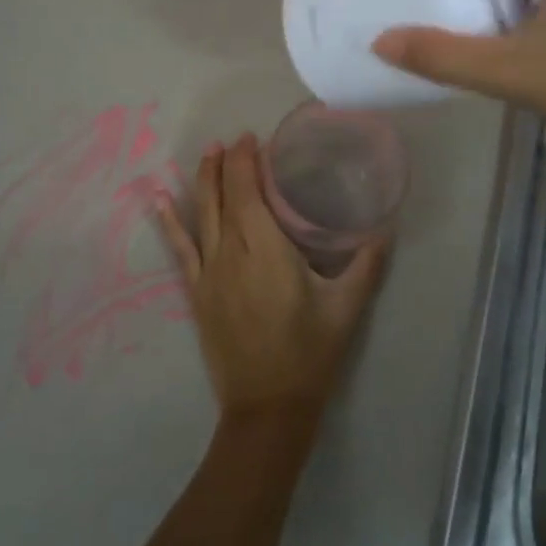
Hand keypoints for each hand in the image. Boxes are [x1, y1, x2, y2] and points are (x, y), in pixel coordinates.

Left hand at [154, 135, 389, 423]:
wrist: (267, 406)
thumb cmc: (310, 353)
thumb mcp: (347, 308)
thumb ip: (366, 264)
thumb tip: (386, 229)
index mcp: (267, 249)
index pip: (249, 191)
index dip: (246, 161)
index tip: (252, 139)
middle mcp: (232, 252)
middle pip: (224, 196)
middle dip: (226, 164)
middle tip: (232, 140)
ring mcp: (210, 272)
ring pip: (202, 215)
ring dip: (203, 181)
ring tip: (206, 153)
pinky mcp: (197, 292)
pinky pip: (181, 248)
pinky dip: (171, 222)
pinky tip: (160, 200)